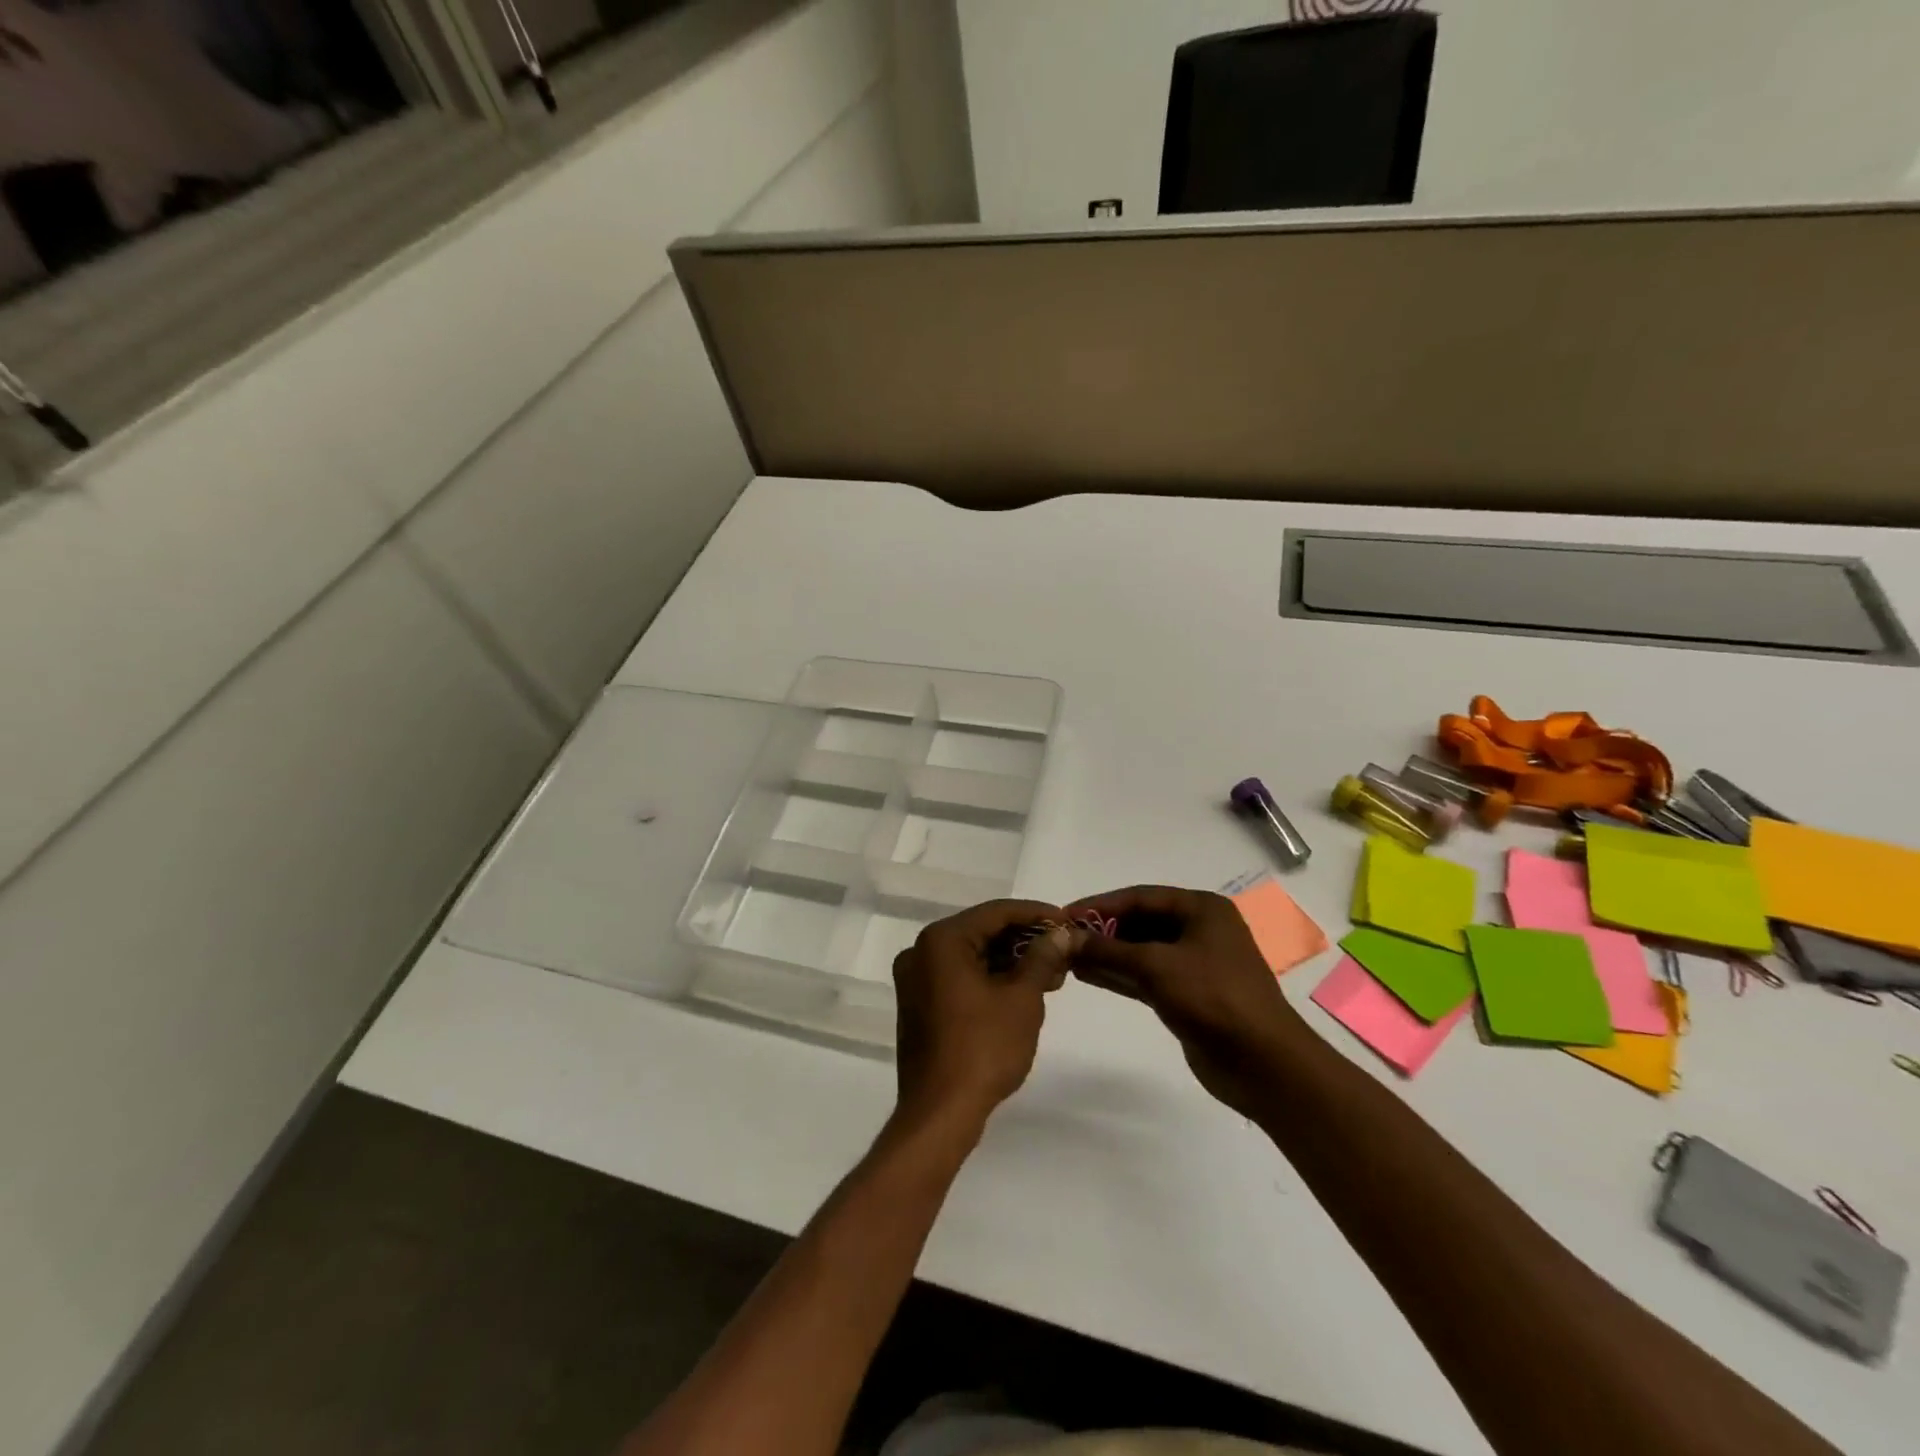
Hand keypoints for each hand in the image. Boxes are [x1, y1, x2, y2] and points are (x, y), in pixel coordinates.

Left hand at [891, 900, 1077, 1135]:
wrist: (940, 1112)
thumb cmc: (983, 1048)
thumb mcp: (1022, 999)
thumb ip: (1042, 959)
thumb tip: (1060, 934)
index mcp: (941, 940)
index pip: (995, 912)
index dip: (1035, 914)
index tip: (1067, 921)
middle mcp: (921, 951)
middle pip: (982, 932)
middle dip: (1025, 941)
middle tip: (1064, 951)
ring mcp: (916, 980)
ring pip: (972, 957)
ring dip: (1011, 962)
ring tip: (1053, 975)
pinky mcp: (920, 1005)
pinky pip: (960, 978)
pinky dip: (991, 980)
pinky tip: (1024, 991)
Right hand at [1068, 885, 1310, 1117]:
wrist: (1263, 1063)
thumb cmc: (1213, 998)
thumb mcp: (1156, 966)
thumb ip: (1108, 950)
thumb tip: (1065, 938)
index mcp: (1201, 909)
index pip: (1140, 897)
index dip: (1101, 905)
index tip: (1064, 916)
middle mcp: (1199, 929)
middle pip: (1141, 922)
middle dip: (1103, 931)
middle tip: (1064, 939)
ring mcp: (1195, 963)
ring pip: (1142, 951)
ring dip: (1107, 954)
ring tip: (1068, 957)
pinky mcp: (1189, 994)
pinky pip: (1146, 976)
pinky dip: (1119, 975)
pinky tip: (1088, 975)